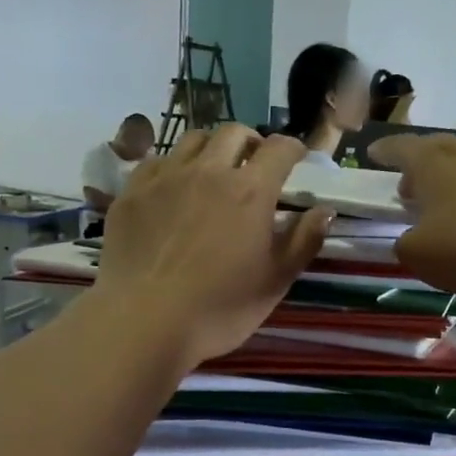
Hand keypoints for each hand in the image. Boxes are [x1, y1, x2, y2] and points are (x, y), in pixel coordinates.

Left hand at [95, 125, 332, 369]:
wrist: (145, 322)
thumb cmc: (220, 308)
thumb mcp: (275, 282)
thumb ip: (304, 241)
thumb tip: (324, 211)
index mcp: (250, 192)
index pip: (279, 149)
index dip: (292, 148)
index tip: (297, 158)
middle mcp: (208, 171)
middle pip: (233, 133)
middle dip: (251, 141)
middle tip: (255, 163)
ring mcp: (165, 178)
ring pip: (192, 140)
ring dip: (211, 148)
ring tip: (213, 170)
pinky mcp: (131, 192)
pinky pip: (156, 161)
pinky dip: (173, 166)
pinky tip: (173, 188)